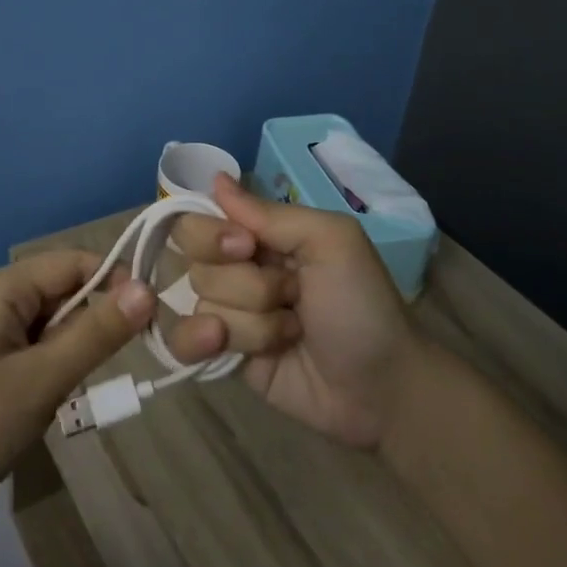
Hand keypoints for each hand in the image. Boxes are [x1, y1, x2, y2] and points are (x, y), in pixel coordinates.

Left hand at [0, 252, 154, 539]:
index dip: (115, 282)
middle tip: (103, 370)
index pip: (73, 262)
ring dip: (68, 351)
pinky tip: (44, 401)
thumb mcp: (43, 380)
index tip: (150, 320)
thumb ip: (97, 332)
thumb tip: (148, 288)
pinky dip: (48, 365)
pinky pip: (28, 344)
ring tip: (66, 392)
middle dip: (89, 324)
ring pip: (47, 322)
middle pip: (60, 291)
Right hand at [168, 173, 422, 448]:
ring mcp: (229, 314)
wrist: (382, 388)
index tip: (246, 247)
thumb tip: (215, 179)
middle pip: (195, 262)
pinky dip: (199, 342)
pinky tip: (223, 347)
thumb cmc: (362, 303)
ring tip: (291, 333)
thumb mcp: (330, 241)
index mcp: (260, 235)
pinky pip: (184, 342)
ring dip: (250, 321)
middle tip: (288, 294)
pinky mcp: (223, 356)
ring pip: (201, 304)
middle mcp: (238, 269)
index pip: (200, 218)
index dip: (212, 234)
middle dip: (243, 283)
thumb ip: (269, 213)